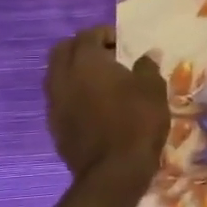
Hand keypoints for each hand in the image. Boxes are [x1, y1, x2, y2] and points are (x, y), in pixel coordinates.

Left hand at [46, 26, 167, 185]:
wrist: (113, 172)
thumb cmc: (137, 123)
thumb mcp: (153, 89)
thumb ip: (147, 67)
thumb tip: (147, 55)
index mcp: (86, 61)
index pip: (88, 34)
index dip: (106, 34)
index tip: (123, 45)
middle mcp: (63, 77)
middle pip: (62, 50)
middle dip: (82, 48)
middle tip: (106, 57)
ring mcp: (54, 103)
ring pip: (56, 74)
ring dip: (74, 71)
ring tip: (100, 82)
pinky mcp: (54, 125)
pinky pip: (59, 98)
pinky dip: (72, 94)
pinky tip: (92, 106)